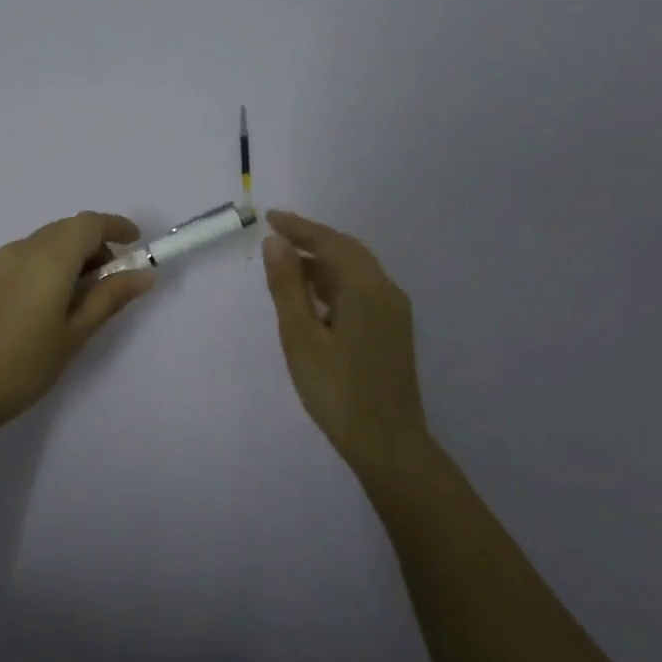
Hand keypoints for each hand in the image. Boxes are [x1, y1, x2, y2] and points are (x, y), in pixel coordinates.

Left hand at [0, 211, 154, 440]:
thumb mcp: (75, 334)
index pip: (89, 224)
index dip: (115, 226)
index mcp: (48, 258)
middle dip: (95, 243)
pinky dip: (48, 263)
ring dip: (71, 254)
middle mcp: (22, 249)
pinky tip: (51, 300)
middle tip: (113, 278)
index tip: (136, 243)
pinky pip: (26, 255)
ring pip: (45, 241)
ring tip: (83, 294)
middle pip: (66, 229)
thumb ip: (109, 298)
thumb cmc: (24, 365)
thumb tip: (143, 275)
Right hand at [262, 210, 431, 473]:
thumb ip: (287, 287)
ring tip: (285, 267)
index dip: (299, 227)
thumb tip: (275, 242)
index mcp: (367, 289)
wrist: (387, 444)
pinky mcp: (392, 331)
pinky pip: (361, 292)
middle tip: (275, 238)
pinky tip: (312, 299)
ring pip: (355, 273)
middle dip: (311, 241)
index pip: (330, 242)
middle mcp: (386, 291)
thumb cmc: (337, 391)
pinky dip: (334, 285)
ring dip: (321, 264)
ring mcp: (393, 312)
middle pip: (347, 252)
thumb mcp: (301, 337)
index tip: (268, 218)